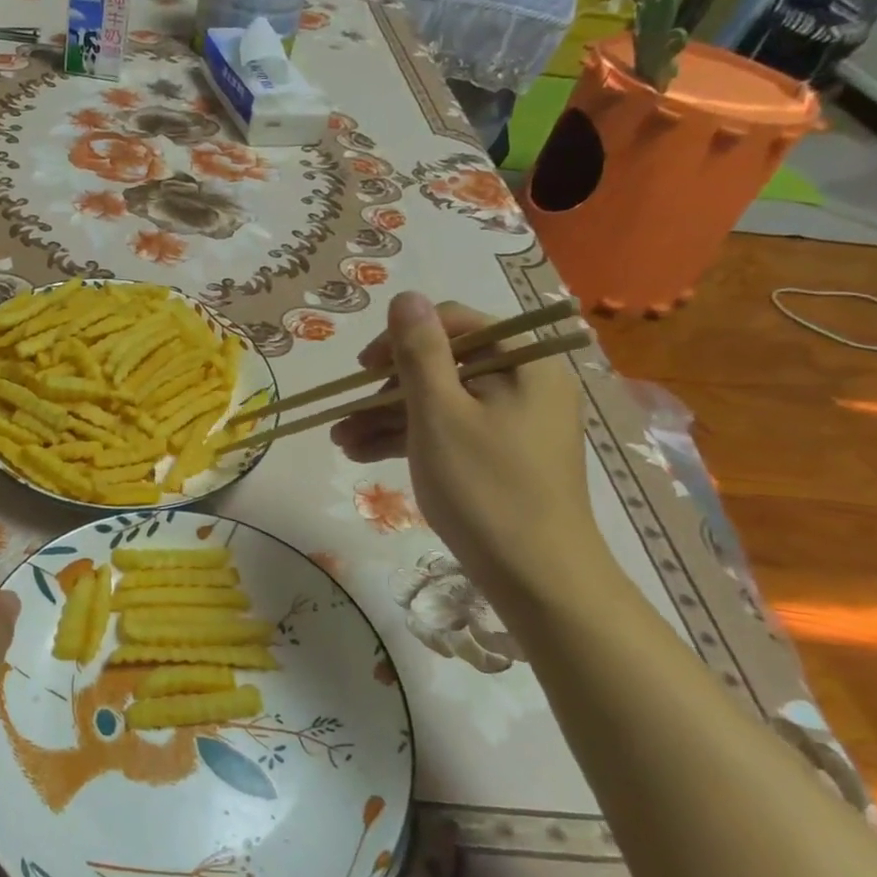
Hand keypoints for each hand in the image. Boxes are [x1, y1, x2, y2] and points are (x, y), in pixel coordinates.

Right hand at [331, 291, 597, 597]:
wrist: (537, 579)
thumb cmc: (486, 487)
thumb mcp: (440, 413)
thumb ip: (419, 352)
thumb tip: (406, 296)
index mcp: (525, 363)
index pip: (457, 324)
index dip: (404, 338)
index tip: (365, 368)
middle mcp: (525, 384)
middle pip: (446, 366)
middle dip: (388, 389)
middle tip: (345, 412)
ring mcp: (513, 423)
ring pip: (442, 403)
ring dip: (389, 418)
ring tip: (339, 441)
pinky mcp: (501, 456)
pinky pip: (451, 431)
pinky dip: (411, 439)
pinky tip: (362, 454)